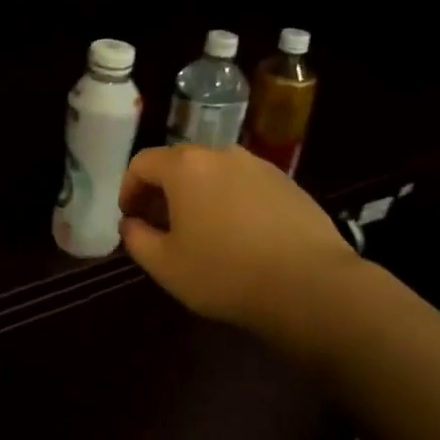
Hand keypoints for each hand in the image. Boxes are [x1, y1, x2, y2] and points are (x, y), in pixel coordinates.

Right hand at [120, 145, 357, 336]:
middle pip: (179, 163)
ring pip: (215, 173)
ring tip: (202, 230)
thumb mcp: (165, 265)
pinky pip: (245, 185)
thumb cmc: (225, 273)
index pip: (142, 163)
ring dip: (199, 194)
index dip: (128, 188)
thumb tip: (132, 223)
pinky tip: (240, 235)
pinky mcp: (288, 183)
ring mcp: (259, 166)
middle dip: (163, 190)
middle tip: (161, 225)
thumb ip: (136, 238)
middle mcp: (221, 154)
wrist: (310, 285)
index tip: (130, 217)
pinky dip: (231, 200)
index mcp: (186, 167)